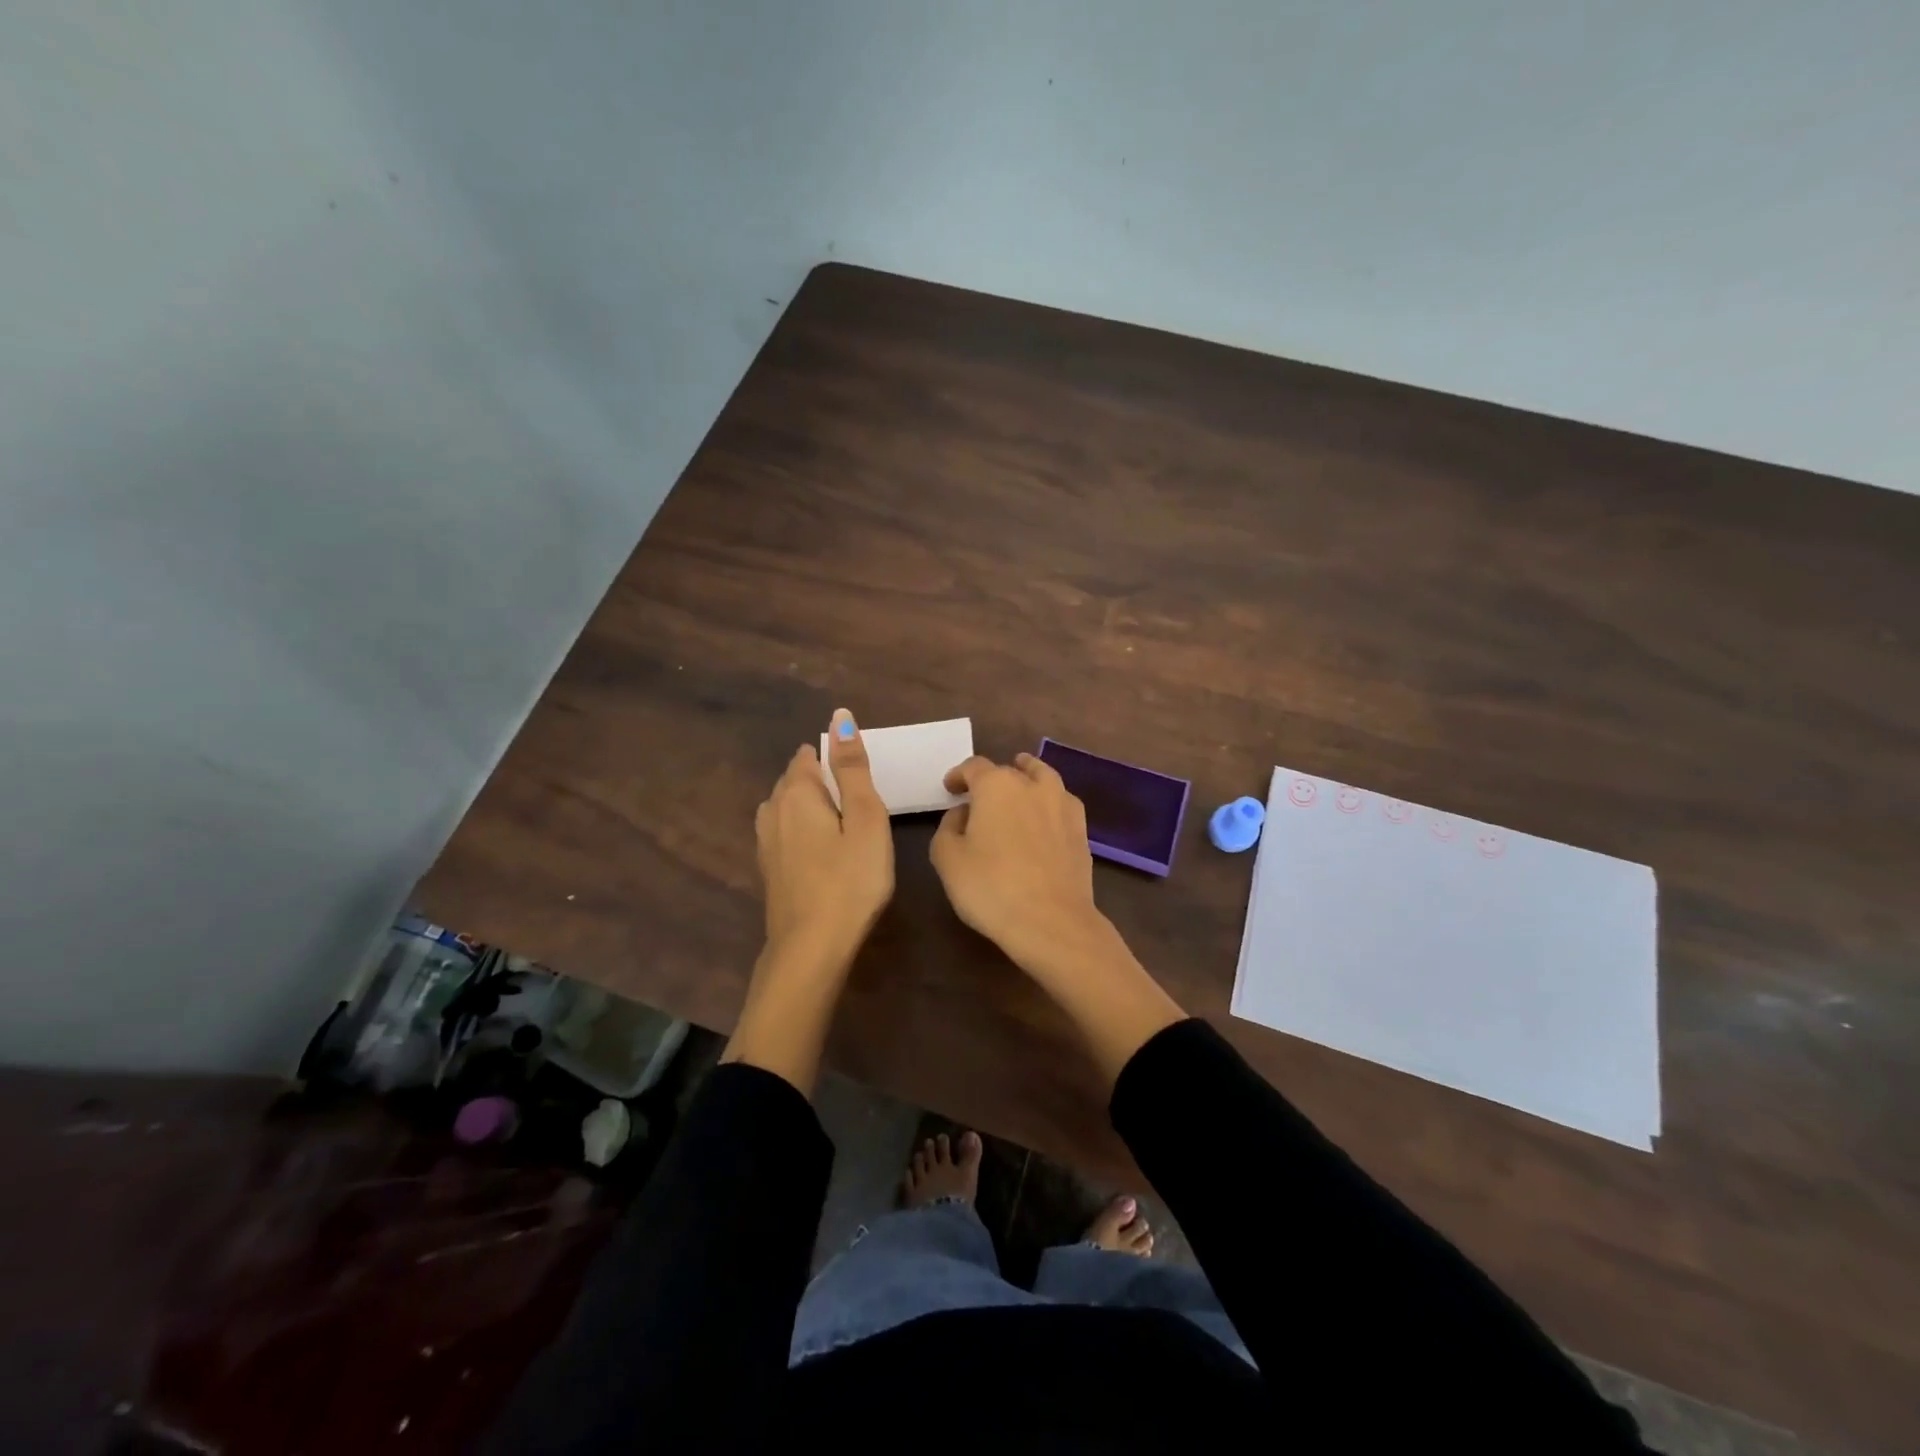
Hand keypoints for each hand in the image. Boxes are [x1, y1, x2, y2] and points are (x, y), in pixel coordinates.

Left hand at [725, 709, 892, 1096]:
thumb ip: (853, 768)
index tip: (860, 779)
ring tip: (841, 820)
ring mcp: (766, 843)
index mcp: (798, 794)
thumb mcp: (865, 819)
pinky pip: (783, 832)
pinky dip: (801, 829)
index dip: (834, 758)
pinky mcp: (769, 870)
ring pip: (785, 807)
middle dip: (820, 779)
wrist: (811, 948)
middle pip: (794, 780)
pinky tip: (818, 848)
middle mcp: (773, 811)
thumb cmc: (850, 880)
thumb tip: (840, 716)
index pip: (809, 757)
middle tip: (858, 800)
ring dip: (809, 804)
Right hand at [930, 752, 1106, 978]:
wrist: (1051, 922)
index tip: (950, 788)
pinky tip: (1045, 816)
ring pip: (1043, 778)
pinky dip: (1050, 802)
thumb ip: (948, 828)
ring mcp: (1063, 805)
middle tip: (978, 798)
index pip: (974, 767)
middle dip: (990, 780)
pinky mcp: (1082, 830)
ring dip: (1028, 776)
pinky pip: (1061, 803)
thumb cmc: (991, 888)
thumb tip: (963, 814)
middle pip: (1008, 771)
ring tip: (1020, 783)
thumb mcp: (947, 859)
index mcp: (996, 785)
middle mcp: (1032, 785)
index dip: (959, 775)